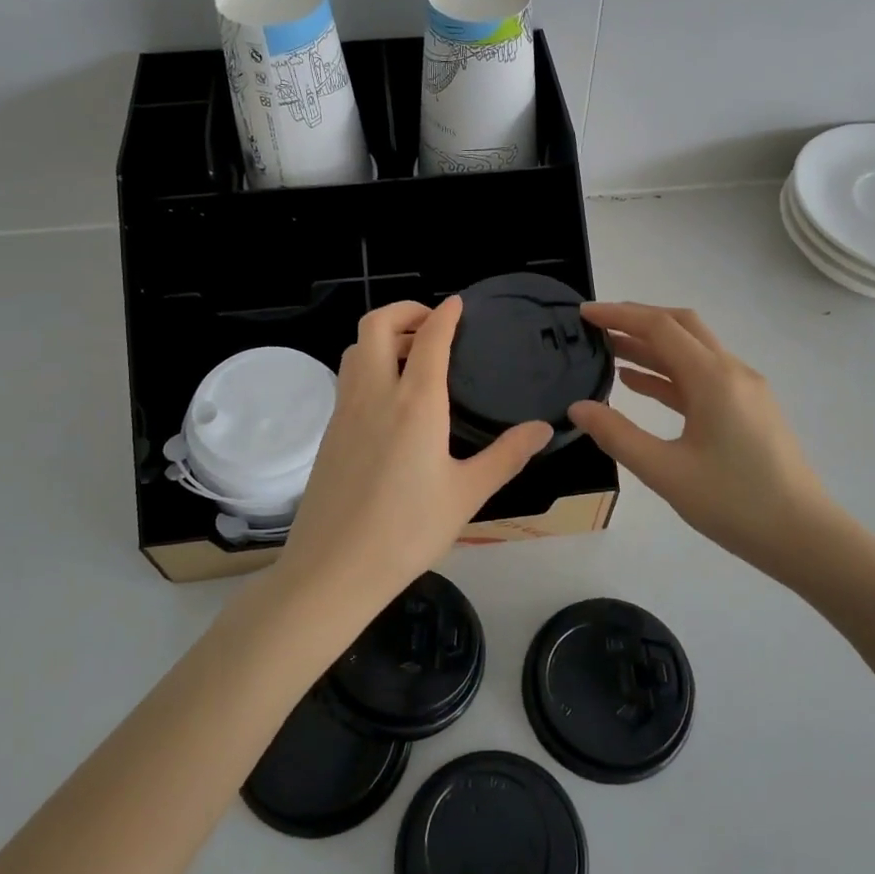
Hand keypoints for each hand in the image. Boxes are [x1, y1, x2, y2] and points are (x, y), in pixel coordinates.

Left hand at [277, 299, 552, 610]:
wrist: (334, 569)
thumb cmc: (408, 531)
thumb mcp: (467, 494)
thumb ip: (507, 455)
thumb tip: (544, 428)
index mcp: (415, 403)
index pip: (428, 339)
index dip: (445, 315)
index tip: (458, 304)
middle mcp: (375, 394)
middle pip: (376, 325)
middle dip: (404, 311)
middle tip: (431, 324)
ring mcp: (345, 411)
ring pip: (355, 349)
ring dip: (381, 336)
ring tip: (411, 355)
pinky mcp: (329, 432)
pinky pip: (347, 378)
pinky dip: (368, 364)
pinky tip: (390, 398)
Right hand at [568, 302, 847, 572]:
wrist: (803, 536)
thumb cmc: (734, 503)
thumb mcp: (665, 472)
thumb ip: (617, 436)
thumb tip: (578, 408)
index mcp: (713, 378)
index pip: (660, 328)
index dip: (619, 315)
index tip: (584, 313)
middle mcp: (732, 371)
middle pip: (681, 327)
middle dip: (638, 320)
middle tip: (597, 326)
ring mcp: (744, 390)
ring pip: (692, 351)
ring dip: (652, 347)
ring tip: (609, 351)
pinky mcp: (748, 410)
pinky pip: (702, 377)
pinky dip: (669, 373)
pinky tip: (640, 383)